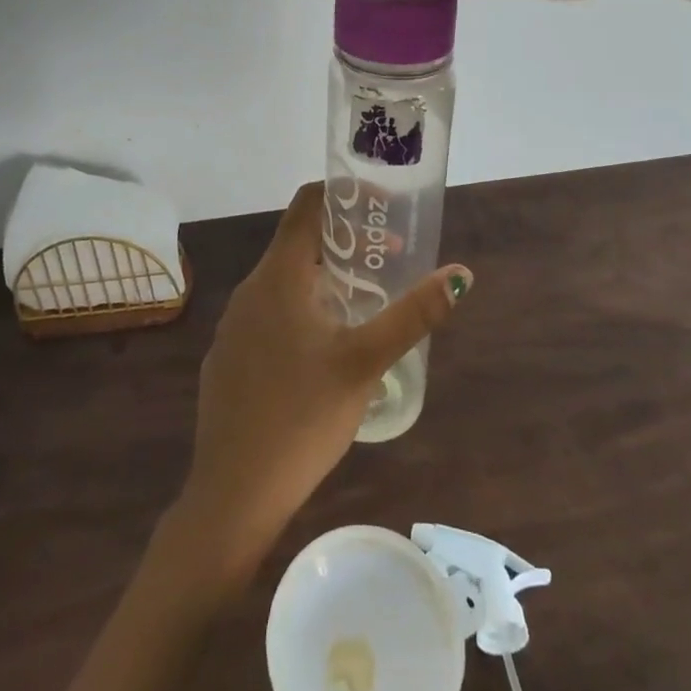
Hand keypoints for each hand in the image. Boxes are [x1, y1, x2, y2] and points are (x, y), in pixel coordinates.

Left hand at [181, 183, 471, 559]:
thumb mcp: (366, 362)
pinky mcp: (228, 357)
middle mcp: (250, 290)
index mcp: (278, 276)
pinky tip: (324, 349)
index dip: (344, 193)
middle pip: (299, 242)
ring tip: (365, 301)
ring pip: (284, 281)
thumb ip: (413, 315)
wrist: (232, 496)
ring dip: (325, 278)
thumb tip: (461, 274)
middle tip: (388, 257)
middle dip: (345, 242)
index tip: (382, 205)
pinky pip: (269, 314)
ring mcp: (234, 326)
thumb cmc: (302, 418)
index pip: (307, 204)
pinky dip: (301, 309)